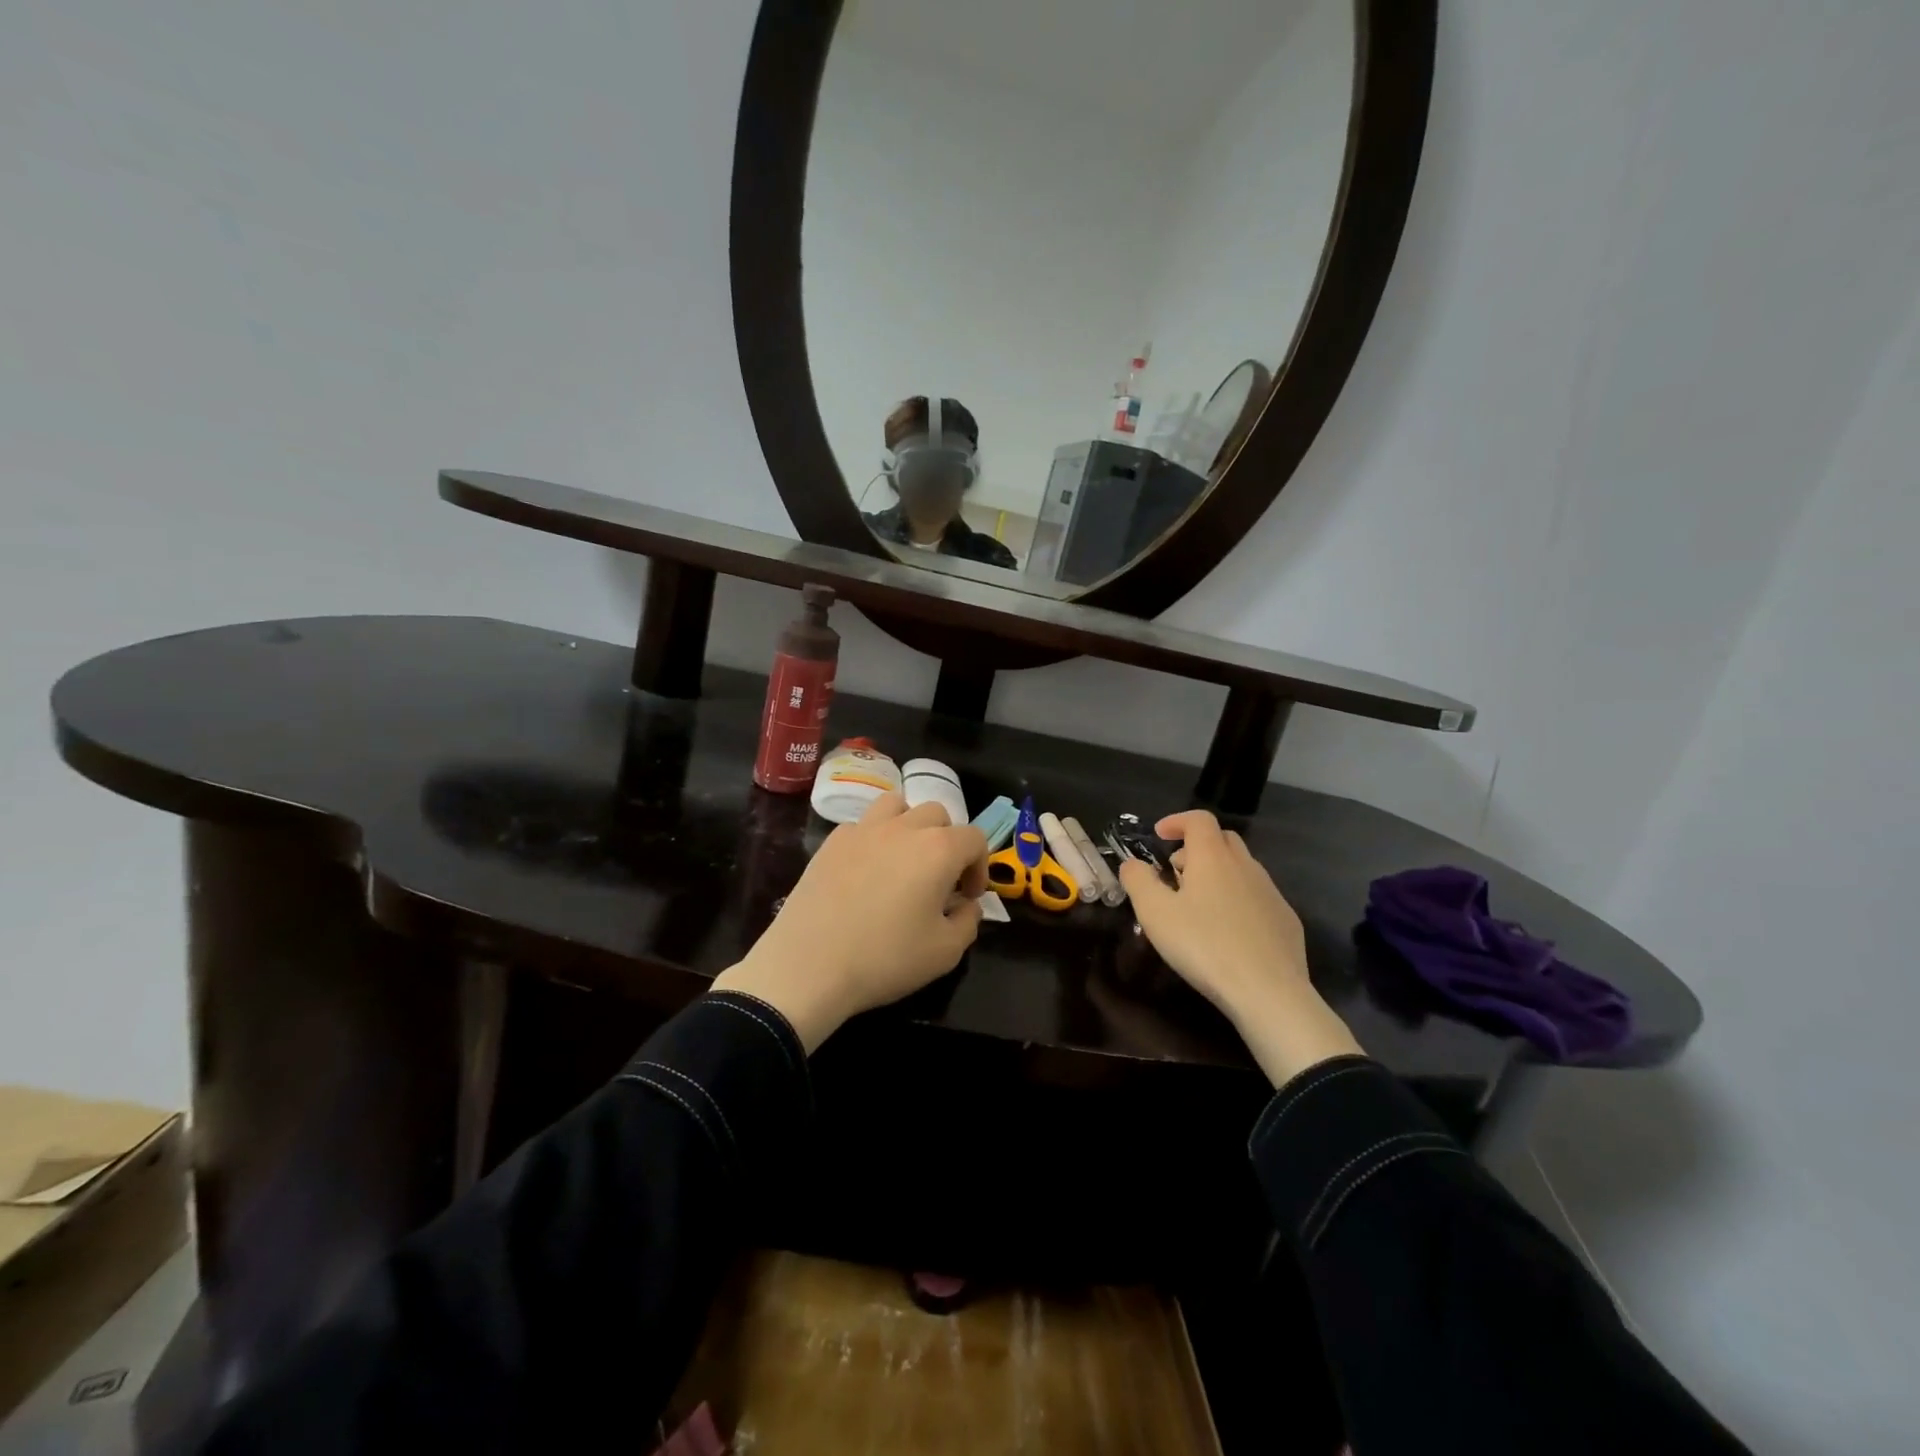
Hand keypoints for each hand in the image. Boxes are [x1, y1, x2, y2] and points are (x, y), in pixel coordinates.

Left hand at [712, 793, 987, 1050]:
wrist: (808, 966)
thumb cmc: (885, 959)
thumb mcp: (945, 952)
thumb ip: (968, 921)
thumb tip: (966, 905)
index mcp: (938, 849)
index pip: (974, 838)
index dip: (980, 866)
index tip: (968, 897)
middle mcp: (903, 828)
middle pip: (937, 814)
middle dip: (947, 842)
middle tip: (939, 880)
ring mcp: (863, 830)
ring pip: (897, 806)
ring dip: (910, 826)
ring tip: (904, 860)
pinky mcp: (831, 842)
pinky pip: (862, 826)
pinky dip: (873, 840)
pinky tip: (865, 872)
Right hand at [1119, 810, 1362, 1085]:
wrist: (1269, 992)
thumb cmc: (1204, 946)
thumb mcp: (1155, 913)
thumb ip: (1138, 881)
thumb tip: (1132, 864)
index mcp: (1213, 857)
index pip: (1198, 819)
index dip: (1177, 821)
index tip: (1159, 836)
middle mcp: (1246, 866)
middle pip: (1223, 839)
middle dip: (1197, 847)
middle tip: (1175, 872)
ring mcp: (1271, 892)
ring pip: (1242, 868)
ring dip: (1217, 874)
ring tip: (1197, 905)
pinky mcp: (1286, 920)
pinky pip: (1257, 896)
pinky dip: (1237, 899)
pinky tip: (1227, 931)